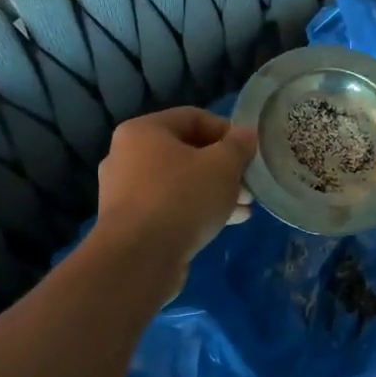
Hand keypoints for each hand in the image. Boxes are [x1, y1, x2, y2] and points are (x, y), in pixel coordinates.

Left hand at [94, 108, 255, 281]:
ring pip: (181, 182)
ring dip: (215, 190)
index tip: (250, 153)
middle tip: (250, 182)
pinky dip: (198, 210)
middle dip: (224, 167)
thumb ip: (239, 146)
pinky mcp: (131, 223)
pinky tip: (228, 222)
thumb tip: (247, 135)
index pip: (194, 117)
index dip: (228, 131)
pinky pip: (171, 207)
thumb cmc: (182, 198)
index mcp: (143, 131)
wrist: (139, 259)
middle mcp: (127, 156)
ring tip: (245, 206)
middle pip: (187, 151)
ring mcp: (125, 192)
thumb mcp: (223, 165)